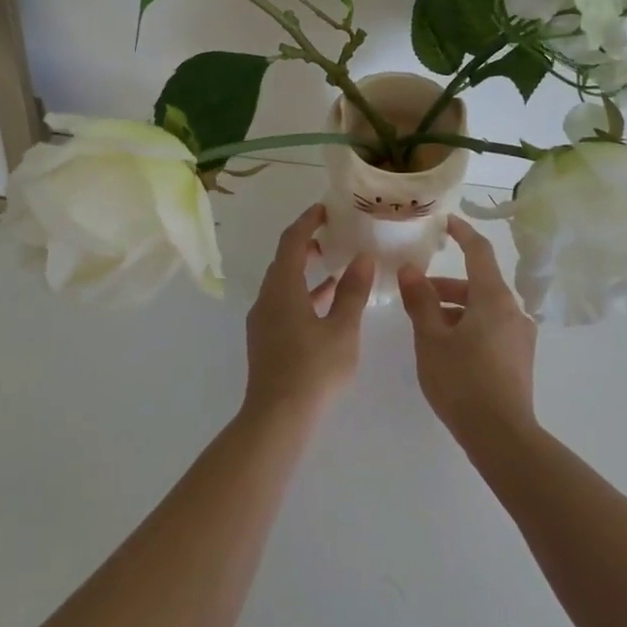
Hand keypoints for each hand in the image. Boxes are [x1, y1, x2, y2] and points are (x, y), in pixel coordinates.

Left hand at [243, 205, 374, 417]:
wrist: (277, 417)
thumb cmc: (313, 369)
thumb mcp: (342, 328)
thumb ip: (352, 291)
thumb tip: (363, 258)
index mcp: (282, 287)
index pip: (291, 241)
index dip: (307, 221)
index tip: (325, 209)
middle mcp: (267, 297)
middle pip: (283, 260)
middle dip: (306, 243)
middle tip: (332, 233)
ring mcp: (263, 319)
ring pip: (283, 283)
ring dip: (305, 270)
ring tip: (334, 263)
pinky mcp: (266, 339)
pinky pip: (284, 302)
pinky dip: (303, 293)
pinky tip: (326, 303)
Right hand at [398, 216, 537, 445]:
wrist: (502, 437)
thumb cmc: (462, 381)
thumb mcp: (431, 338)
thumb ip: (420, 300)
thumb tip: (410, 269)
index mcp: (493, 298)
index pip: (479, 252)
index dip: (462, 233)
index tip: (446, 222)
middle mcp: (513, 311)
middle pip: (478, 283)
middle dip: (446, 284)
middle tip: (415, 292)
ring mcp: (520, 336)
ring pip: (483, 308)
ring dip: (455, 308)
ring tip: (425, 326)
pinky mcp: (519, 359)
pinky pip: (491, 328)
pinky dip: (468, 326)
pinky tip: (447, 348)